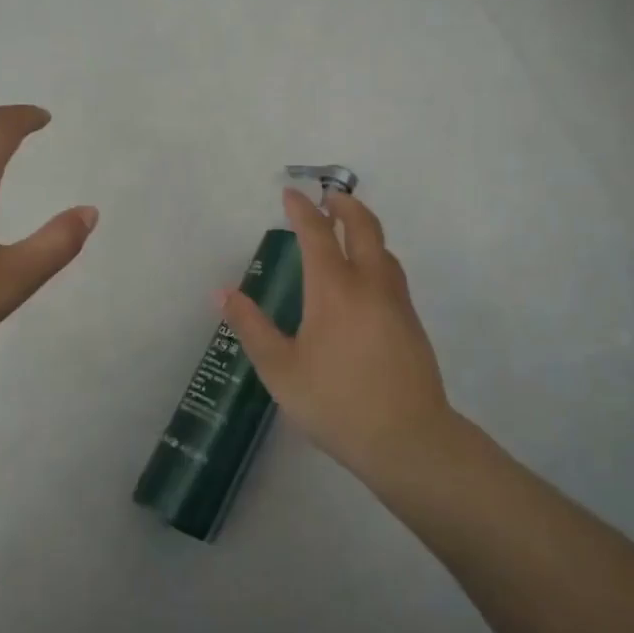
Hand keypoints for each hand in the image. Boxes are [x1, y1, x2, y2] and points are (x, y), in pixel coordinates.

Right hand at [223, 189, 454, 480]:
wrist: (407, 438)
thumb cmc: (335, 403)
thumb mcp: (280, 369)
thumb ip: (251, 327)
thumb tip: (222, 293)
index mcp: (334, 290)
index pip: (317, 234)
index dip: (302, 210)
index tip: (290, 194)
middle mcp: (369, 284)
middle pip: (364, 227)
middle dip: (345, 205)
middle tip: (328, 197)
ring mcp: (397, 302)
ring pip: (384, 249)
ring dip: (365, 230)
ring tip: (347, 232)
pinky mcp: (411, 322)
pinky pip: (392, 273)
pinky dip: (376, 257)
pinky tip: (365, 280)